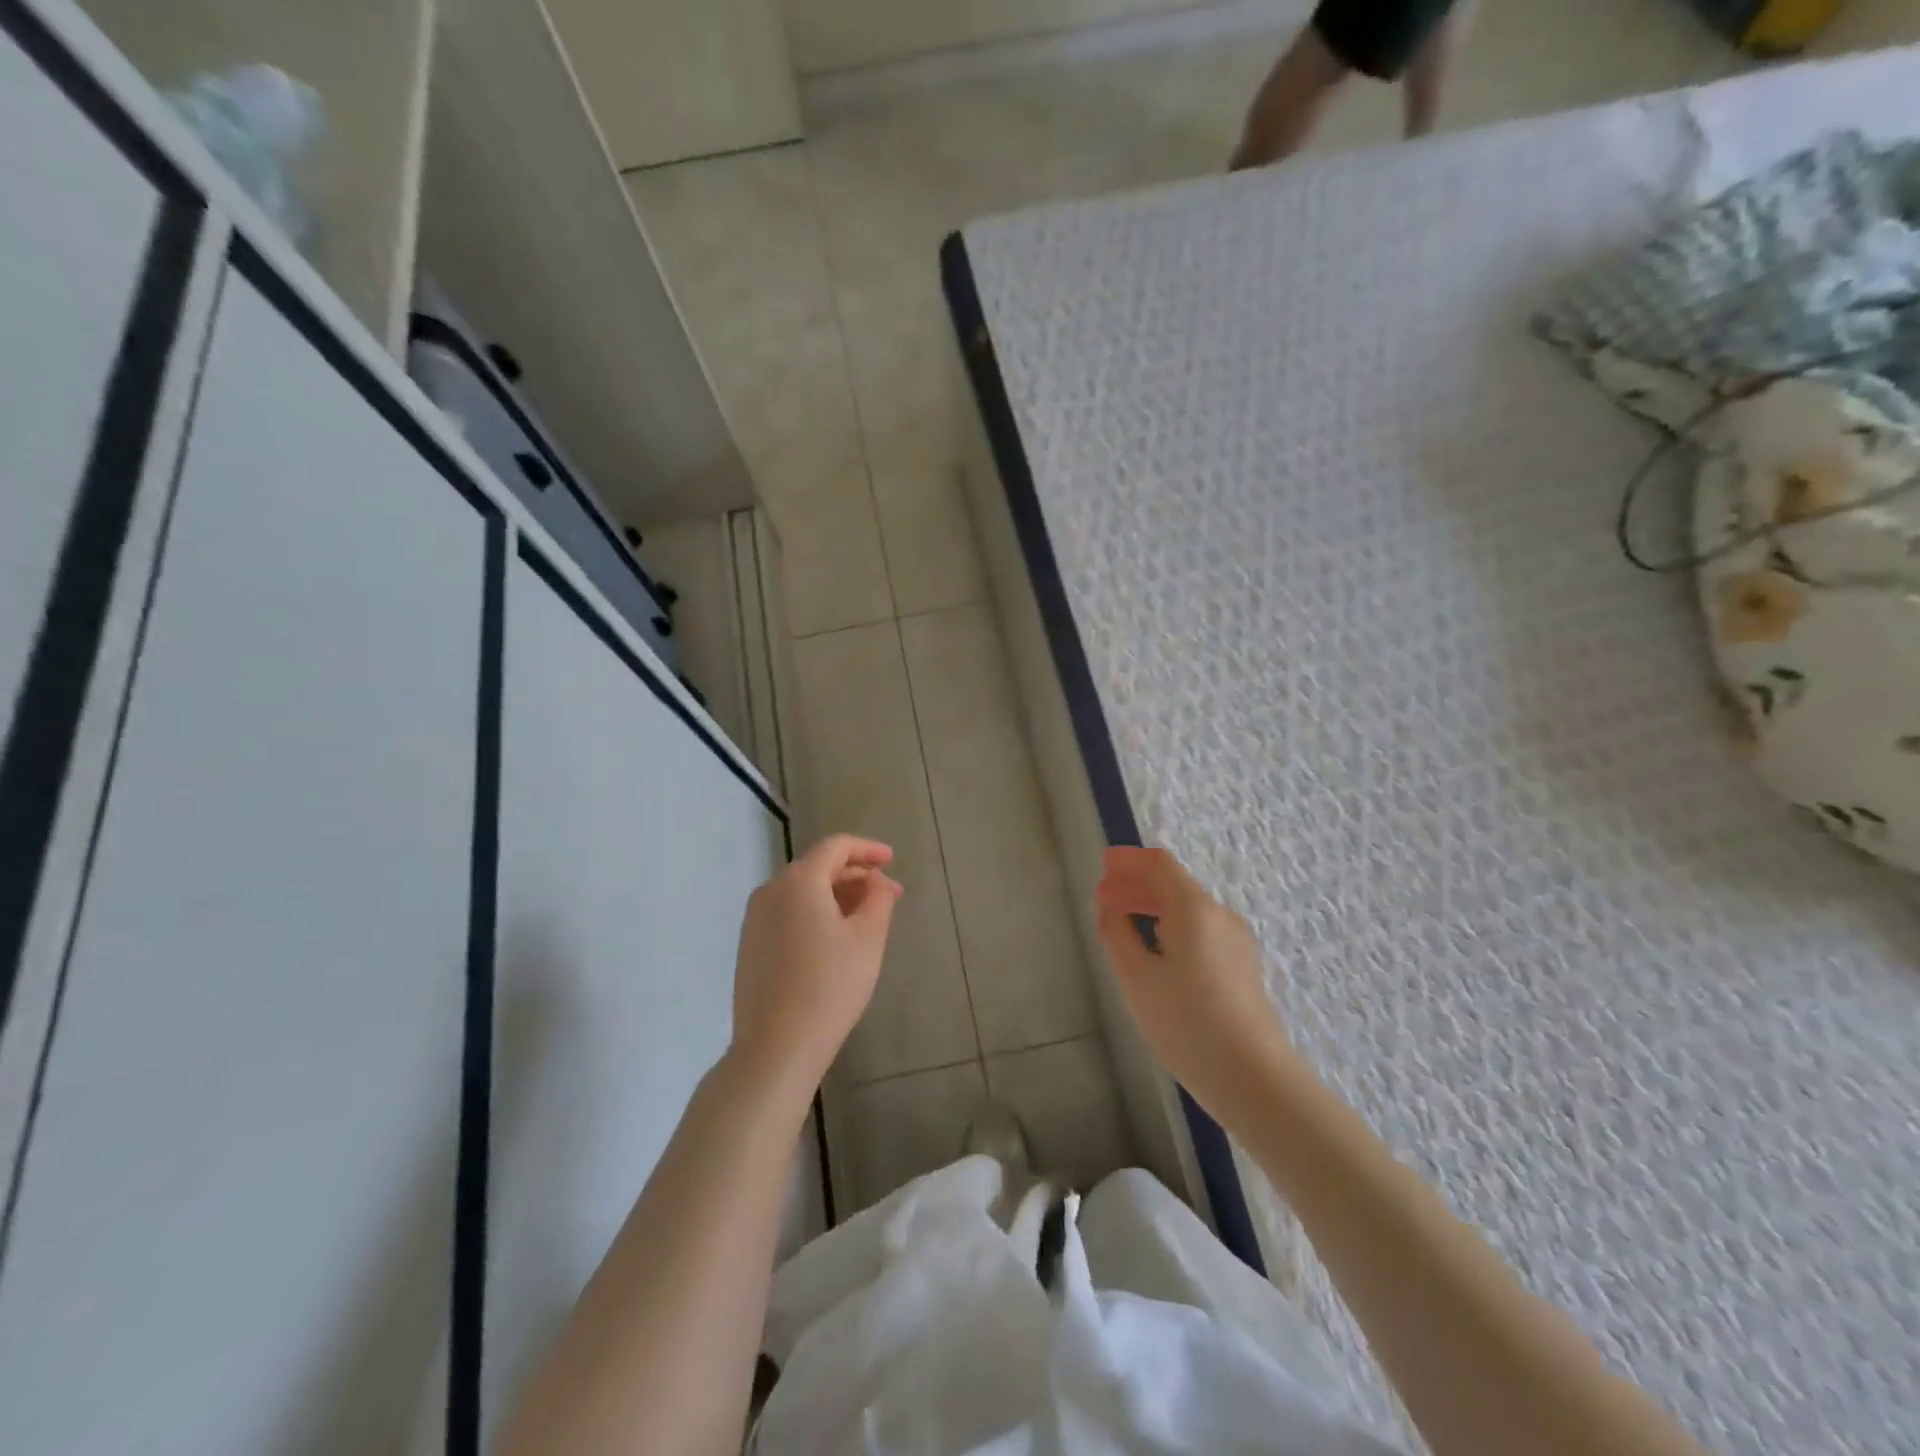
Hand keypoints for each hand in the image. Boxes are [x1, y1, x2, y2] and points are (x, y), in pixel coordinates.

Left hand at [730, 835, 902, 1099]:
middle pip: (818, 867)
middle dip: (856, 875)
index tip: (892, 860)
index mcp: (798, 881)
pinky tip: (836, 938)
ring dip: (837, 895)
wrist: (776, 1047)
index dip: (867, 849)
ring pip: (802, 891)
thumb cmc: (830, 986)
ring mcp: (755, 919)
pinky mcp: (750, 945)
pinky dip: (816, 912)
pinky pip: (788, 912)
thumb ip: (878, 898)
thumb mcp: (868, 938)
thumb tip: (877, 882)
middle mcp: (770, 890)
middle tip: (889, 895)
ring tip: (867, 917)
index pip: (836, 847)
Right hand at [1095, 846, 1295, 1121]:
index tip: (1103, 863)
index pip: (1159, 864)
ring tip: (1123, 920)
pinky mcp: (1242, 965)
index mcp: (1194, 909)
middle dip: (1137, 884)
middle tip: (1104, 895)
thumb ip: (1117, 932)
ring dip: (1153, 906)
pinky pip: (1201, 930)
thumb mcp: (1136, 977)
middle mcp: (1220, 915)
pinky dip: (1172, 925)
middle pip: (1174, 884)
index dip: (1129, 859)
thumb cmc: (1186, 1023)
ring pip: (1188, 909)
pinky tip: (1156, 949)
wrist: (1253, 1077)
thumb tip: (1110, 905)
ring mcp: (1236, 941)